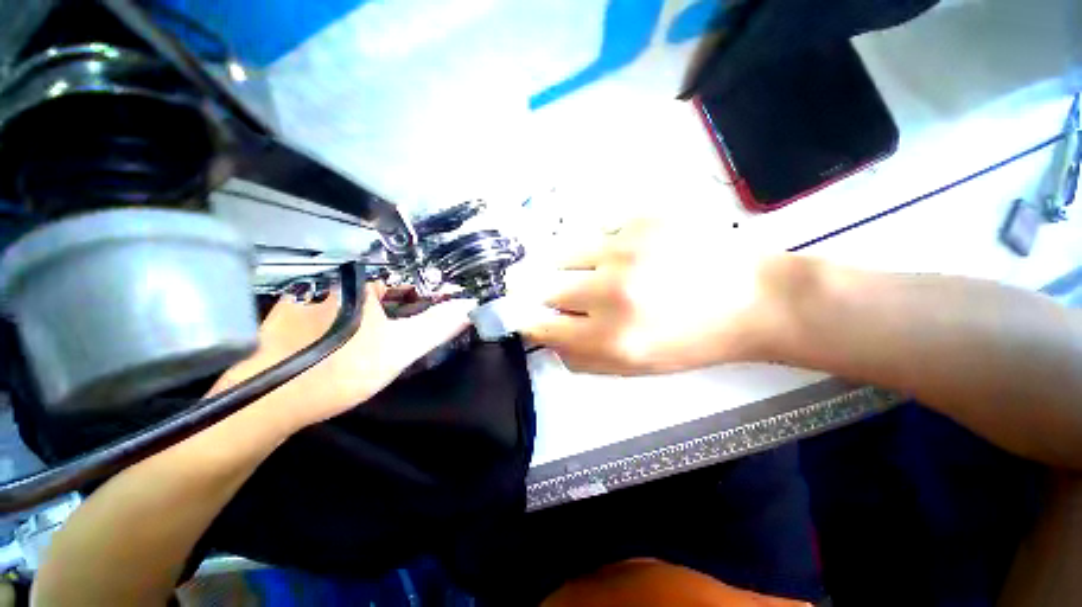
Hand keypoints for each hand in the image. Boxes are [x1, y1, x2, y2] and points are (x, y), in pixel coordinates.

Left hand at [215, 283, 474, 429]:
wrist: (265, 402)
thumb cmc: (338, 370)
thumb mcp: (399, 348)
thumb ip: (438, 325)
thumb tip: (468, 306)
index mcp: (357, 278)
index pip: (407, 277)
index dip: (429, 293)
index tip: (441, 309)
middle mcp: (331, 276)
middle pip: (385, 286)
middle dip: (407, 304)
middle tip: (417, 327)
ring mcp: (308, 293)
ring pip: (361, 298)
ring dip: (382, 313)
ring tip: (392, 336)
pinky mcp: (292, 312)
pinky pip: (339, 308)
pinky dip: (356, 319)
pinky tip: (358, 341)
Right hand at [521, 219, 791, 374]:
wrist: (752, 299)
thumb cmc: (693, 341)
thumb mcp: (636, 366)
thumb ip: (584, 358)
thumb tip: (549, 338)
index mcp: (611, 338)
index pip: (542, 326)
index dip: (529, 322)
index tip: (528, 317)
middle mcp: (611, 293)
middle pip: (546, 288)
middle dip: (550, 294)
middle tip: (567, 294)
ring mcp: (625, 250)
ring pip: (562, 253)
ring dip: (567, 265)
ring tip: (590, 269)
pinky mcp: (641, 220)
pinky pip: (596, 231)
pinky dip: (598, 244)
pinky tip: (623, 252)